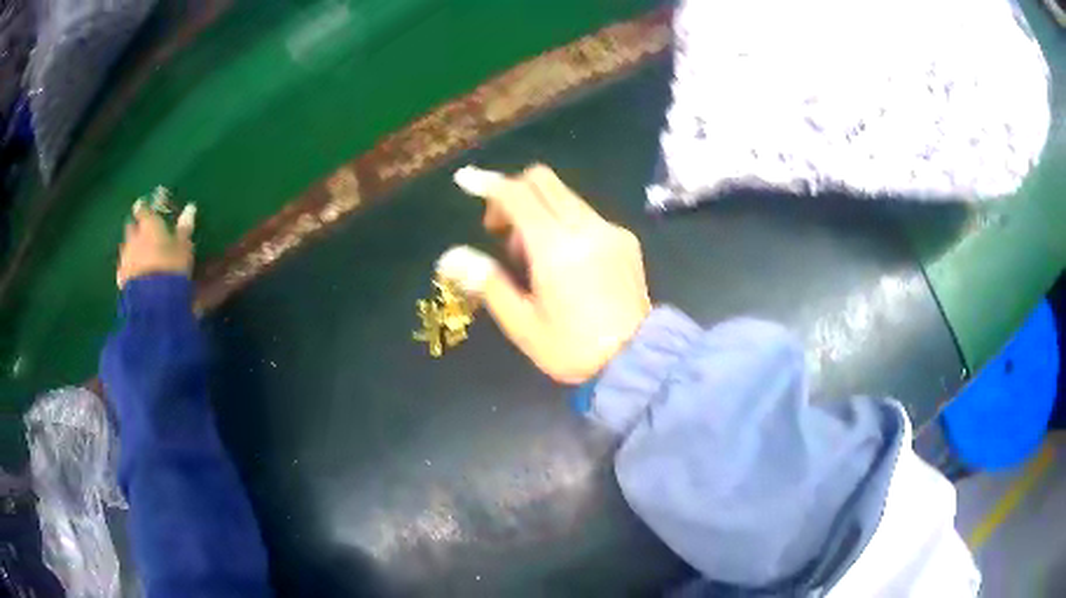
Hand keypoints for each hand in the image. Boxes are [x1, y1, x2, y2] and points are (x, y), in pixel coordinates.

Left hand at [117, 200, 195, 288]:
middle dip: (135, 228)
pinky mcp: (122, 279)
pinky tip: (134, 275)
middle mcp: (134, 238)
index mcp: (149, 226)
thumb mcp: (184, 248)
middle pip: (130, 227)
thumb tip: (190, 208)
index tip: (144, 206)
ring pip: (126, 248)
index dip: (143, 207)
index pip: (142, 210)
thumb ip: (184, 229)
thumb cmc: (171, 267)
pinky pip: (124, 269)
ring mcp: (125, 258)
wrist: (153, 300)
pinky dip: (128, 269)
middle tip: (142, 232)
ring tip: (139, 257)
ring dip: (131, 249)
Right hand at [439, 164, 650, 383]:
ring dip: (537, 210)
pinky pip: (585, 214)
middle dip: (513, 193)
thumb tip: (450, 257)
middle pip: (542, 181)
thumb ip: (486, 282)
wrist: (637, 360)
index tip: (464, 180)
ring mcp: (610, 230)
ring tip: (533, 258)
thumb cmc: (572, 348)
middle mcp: (586, 227)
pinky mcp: (625, 239)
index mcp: (555, 247)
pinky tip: (565, 262)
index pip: (516, 195)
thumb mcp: (522, 323)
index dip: (487, 183)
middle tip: (500, 231)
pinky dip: (563, 222)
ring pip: (565, 195)